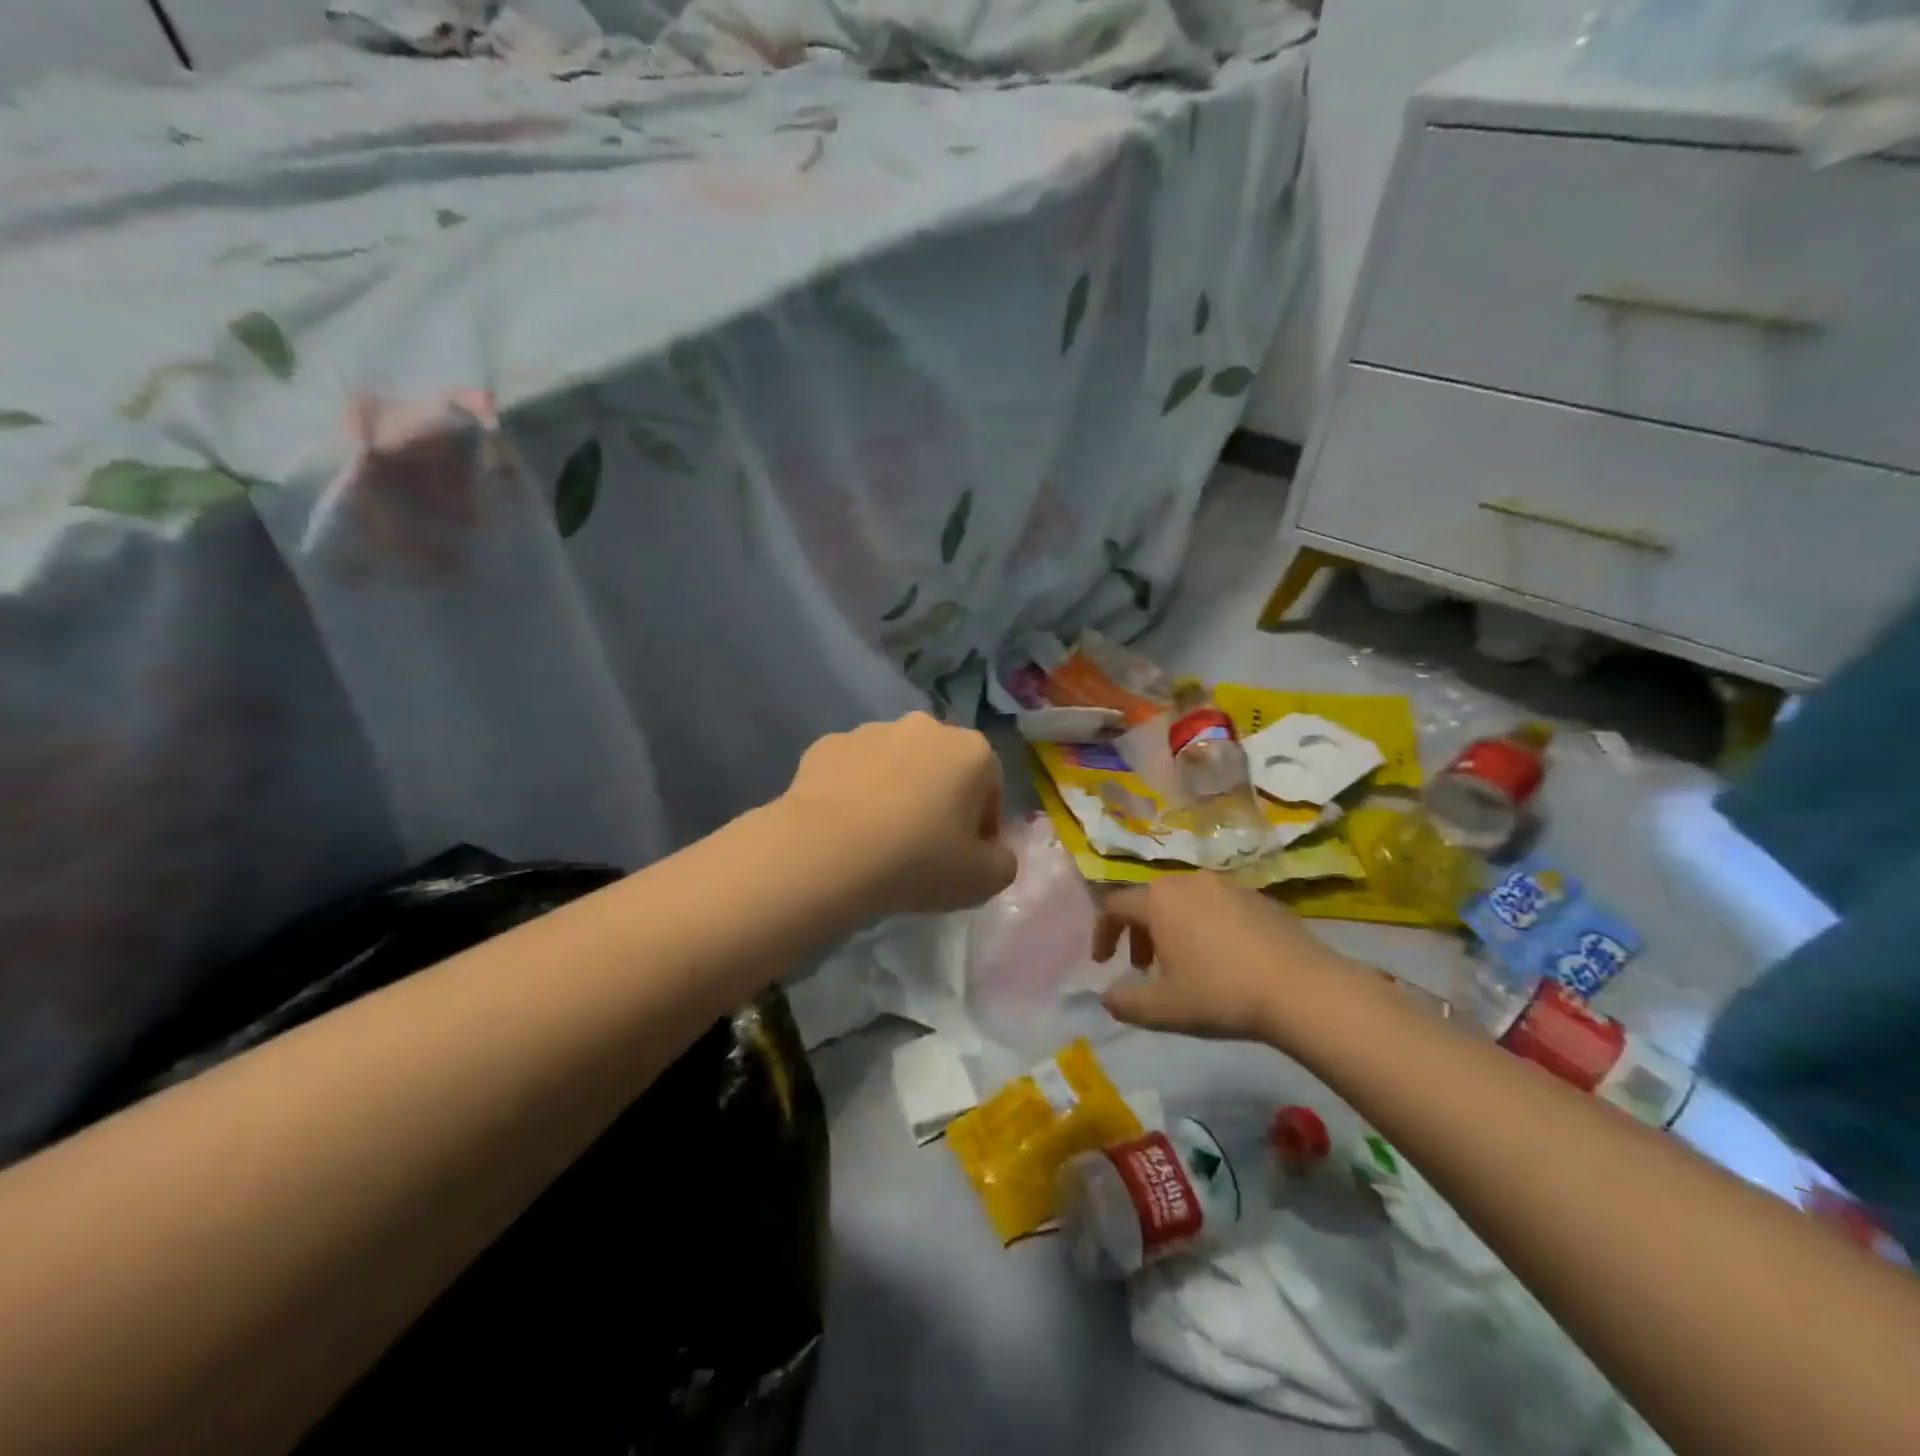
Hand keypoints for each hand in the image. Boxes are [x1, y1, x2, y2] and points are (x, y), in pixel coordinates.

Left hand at [780, 712, 1017, 916]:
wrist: (825, 853)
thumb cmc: (917, 861)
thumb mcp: (983, 881)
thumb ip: (1003, 863)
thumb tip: (992, 852)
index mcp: (971, 751)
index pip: (991, 788)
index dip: (983, 826)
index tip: (966, 858)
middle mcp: (924, 727)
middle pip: (943, 768)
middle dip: (940, 800)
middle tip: (924, 847)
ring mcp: (871, 731)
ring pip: (895, 764)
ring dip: (896, 791)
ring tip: (879, 838)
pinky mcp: (826, 744)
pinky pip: (852, 770)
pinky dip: (854, 791)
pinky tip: (845, 827)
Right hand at [1094, 874, 1361, 1044]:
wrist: (1302, 989)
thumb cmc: (1221, 994)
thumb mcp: (1163, 1009)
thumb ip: (1125, 1002)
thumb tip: (1107, 996)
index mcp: (1159, 900)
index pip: (1114, 906)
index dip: (1102, 933)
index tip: (1103, 963)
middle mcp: (1188, 882)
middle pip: (1149, 900)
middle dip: (1138, 933)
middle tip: (1142, 968)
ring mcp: (1227, 886)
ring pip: (1184, 901)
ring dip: (1171, 929)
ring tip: (1183, 965)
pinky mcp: (1259, 897)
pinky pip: (1216, 906)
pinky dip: (1205, 926)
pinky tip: (1223, 960)